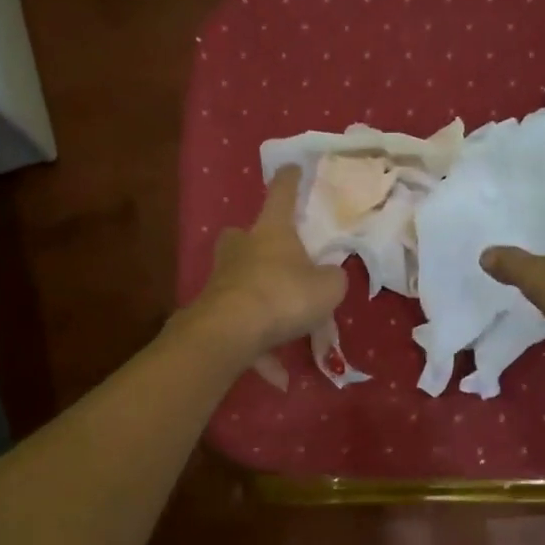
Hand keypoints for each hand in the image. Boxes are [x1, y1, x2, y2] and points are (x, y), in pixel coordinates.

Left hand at [186, 167, 346, 361]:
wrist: (230, 331)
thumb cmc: (284, 295)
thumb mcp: (328, 287)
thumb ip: (332, 278)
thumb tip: (327, 277)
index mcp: (271, 232)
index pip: (281, 195)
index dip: (289, 180)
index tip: (292, 166)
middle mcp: (241, 250)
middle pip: (242, 236)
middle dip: (253, 243)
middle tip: (273, 258)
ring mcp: (221, 281)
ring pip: (239, 284)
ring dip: (258, 301)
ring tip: (284, 330)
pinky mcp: (212, 313)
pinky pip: (241, 329)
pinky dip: (258, 350)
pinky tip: (277, 378)